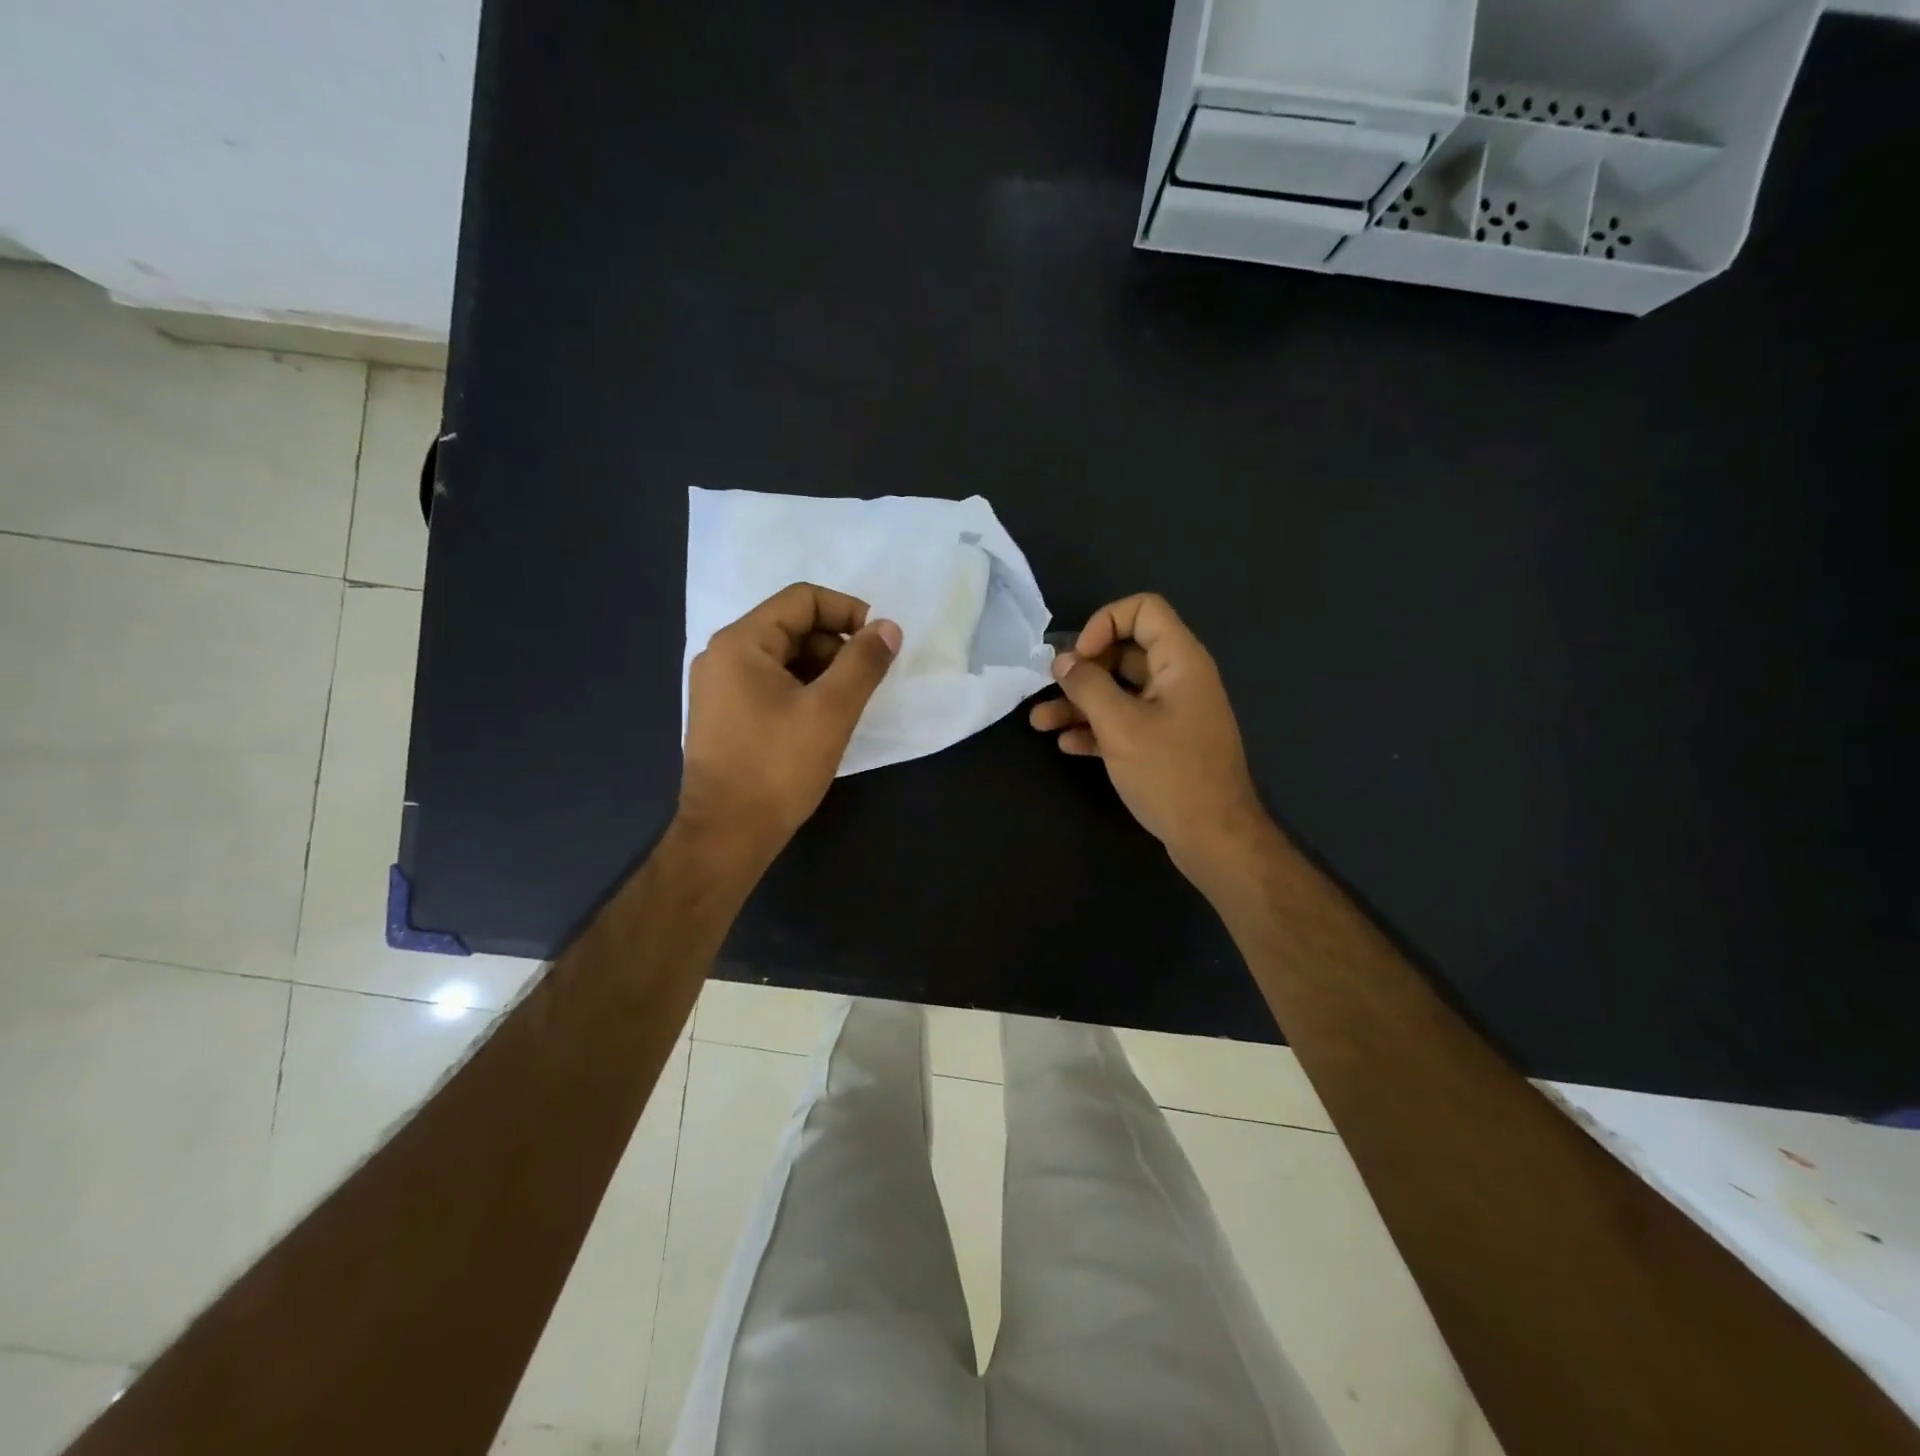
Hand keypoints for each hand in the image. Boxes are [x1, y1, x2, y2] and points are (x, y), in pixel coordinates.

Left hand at [682, 583, 901, 856]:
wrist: (727, 835)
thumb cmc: (777, 768)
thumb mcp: (831, 711)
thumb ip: (863, 663)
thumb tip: (888, 628)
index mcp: (741, 643)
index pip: (802, 600)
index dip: (848, 612)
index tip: (879, 642)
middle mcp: (723, 656)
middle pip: (792, 626)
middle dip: (836, 645)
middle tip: (867, 680)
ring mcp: (720, 688)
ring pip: (783, 658)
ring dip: (823, 670)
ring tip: (848, 704)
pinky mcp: (725, 716)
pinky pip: (771, 685)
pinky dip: (803, 690)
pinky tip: (823, 720)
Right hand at [1030, 593, 1275, 881]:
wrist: (1214, 838)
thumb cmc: (1170, 773)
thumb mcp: (1121, 726)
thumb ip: (1088, 686)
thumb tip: (1063, 662)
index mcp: (1180, 662)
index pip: (1143, 610)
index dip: (1105, 623)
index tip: (1079, 658)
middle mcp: (1177, 679)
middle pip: (1124, 652)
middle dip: (1082, 668)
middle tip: (1049, 688)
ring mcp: (1171, 713)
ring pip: (1119, 692)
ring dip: (1079, 703)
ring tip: (1039, 721)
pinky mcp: (1163, 743)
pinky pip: (1125, 722)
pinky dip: (1096, 728)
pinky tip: (1067, 744)